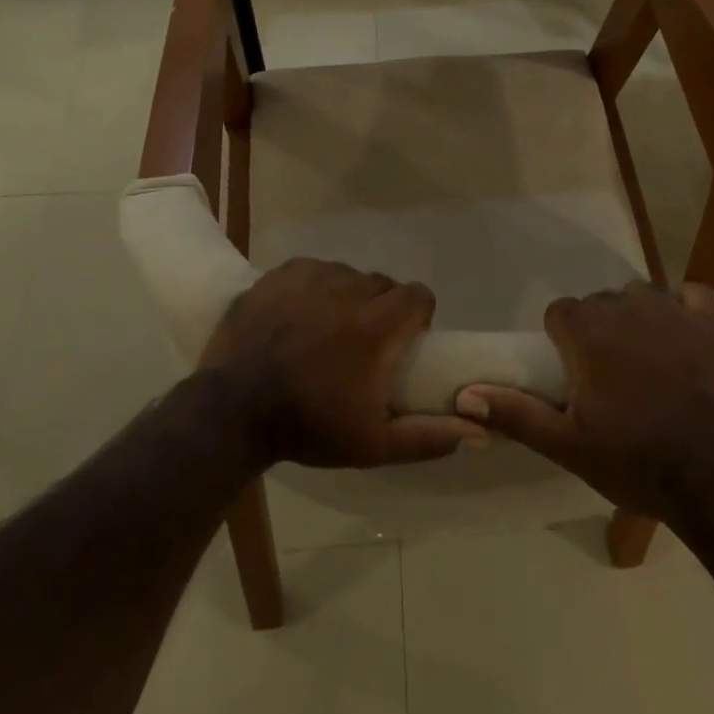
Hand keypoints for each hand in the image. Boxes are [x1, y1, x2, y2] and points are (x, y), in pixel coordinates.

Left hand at [201, 259, 486, 468]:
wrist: (231, 412)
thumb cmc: (309, 427)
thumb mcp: (374, 444)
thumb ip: (430, 436)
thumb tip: (482, 431)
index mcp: (377, 325)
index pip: (419, 295)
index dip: (418, 315)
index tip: (404, 340)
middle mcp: (349, 289)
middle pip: (382, 285)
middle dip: (381, 309)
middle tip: (361, 343)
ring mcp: (311, 277)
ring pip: (346, 276)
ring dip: (346, 297)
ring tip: (325, 330)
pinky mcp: (280, 274)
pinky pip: (312, 270)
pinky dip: (313, 288)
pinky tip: (297, 316)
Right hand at [455, 282, 713, 522]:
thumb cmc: (635, 461)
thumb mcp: (567, 445)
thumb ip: (516, 413)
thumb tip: (465, 394)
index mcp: (588, 332)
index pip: (560, 311)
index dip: (562, 339)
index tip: (573, 372)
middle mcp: (627, 308)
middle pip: (600, 302)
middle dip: (598, 329)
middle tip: (607, 374)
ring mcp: (674, 311)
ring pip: (642, 295)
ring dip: (637, 317)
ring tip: (645, 357)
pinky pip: (693, 295)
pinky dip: (686, 308)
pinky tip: (684, 333)